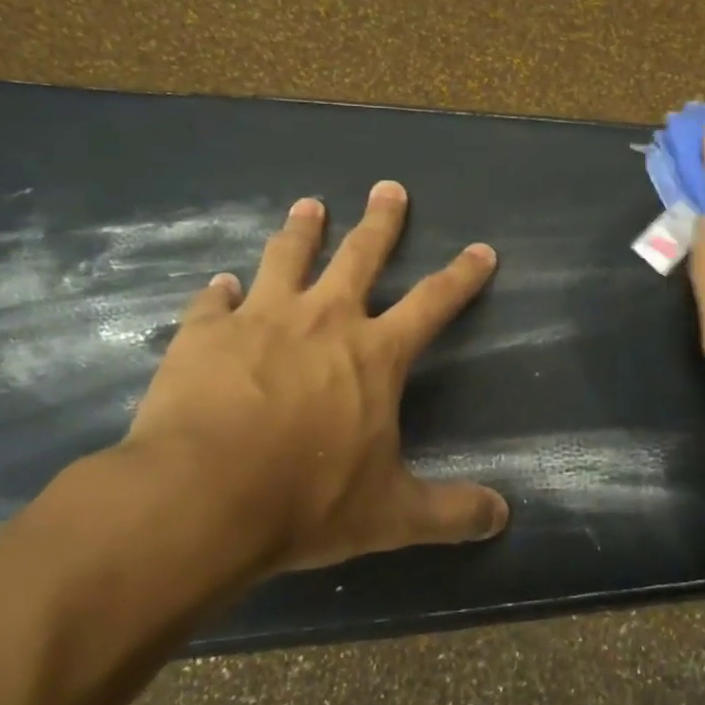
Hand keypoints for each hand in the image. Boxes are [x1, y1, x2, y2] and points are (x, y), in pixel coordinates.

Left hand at [115, 181, 508, 578]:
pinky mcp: (205, 333)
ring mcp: (260, 319)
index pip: (434, 302)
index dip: (462, 275)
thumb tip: (503, 518)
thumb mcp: (391, 516)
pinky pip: (215, 300)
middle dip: (380, 221)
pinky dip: (221, 291)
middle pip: (360, 255)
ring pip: (286, 257)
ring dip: (301, 230)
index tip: (482, 249)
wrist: (200, 499)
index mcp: (374, 354)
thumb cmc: (306, 500)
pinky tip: (220, 284)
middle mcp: (323, 320)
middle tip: (387, 187)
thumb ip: (450, 512)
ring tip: (308, 206)